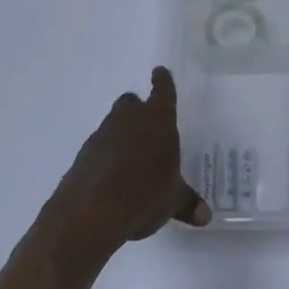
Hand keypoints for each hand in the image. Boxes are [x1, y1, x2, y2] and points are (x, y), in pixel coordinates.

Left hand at [43, 68, 209, 260]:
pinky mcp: (83, 155)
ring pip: (113, 123)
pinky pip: (98, 147)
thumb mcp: (172, 201)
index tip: (159, 72)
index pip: (162, 90)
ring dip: (121, 133)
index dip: (162, 81)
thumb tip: (206, 216)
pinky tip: (112, 177)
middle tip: (147, 126)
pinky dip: (106, 155)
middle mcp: (129, 119)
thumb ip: (188, 203)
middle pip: (131, 102)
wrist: (91, 213)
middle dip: (137, 109)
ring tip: (131, 158)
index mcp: (157, 120)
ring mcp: (102, 135)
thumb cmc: (143, 194)